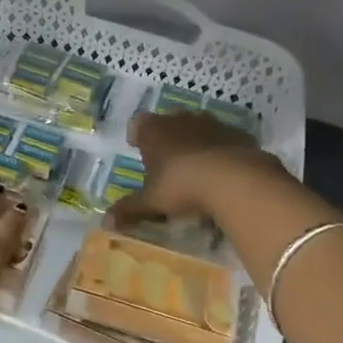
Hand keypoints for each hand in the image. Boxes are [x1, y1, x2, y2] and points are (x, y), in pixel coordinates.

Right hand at [110, 111, 286, 224]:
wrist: (234, 179)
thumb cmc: (181, 185)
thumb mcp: (151, 202)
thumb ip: (129, 210)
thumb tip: (105, 222)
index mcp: (153, 131)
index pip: (138, 124)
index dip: (137, 135)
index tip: (138, 147)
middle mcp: (180, 120)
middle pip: (168, 121)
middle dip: (166, 136)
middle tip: (167, 158)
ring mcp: (211, 123)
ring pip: (197, 125)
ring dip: (195, 140)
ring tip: (196, 164)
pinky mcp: (236, 133)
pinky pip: (223, 138)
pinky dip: (220, 148)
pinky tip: (223, 168)